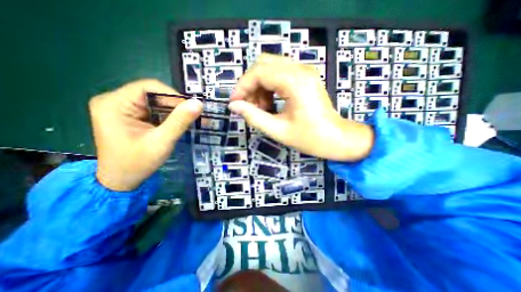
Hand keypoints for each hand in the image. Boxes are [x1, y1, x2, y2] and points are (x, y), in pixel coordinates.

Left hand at [88, 80, 201, 191]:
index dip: (173, 95)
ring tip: (184, 123)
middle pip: (152, 94)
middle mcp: (114, 101)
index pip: (148, 87)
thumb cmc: (137, 163)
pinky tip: (174, 125)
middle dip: (174, 105)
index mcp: (114, 104)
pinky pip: (152, 110)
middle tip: (191, 117)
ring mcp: (121, 109)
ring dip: (172, 111)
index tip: (190, 109)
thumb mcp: (162, 142)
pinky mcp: (128, 116)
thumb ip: (180, 121)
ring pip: (154, 102)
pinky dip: (166, 116)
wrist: (121, 181)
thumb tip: (198, 104)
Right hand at [230, 54, 371, 159]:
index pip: (259, 72)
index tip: (235, 103)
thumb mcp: (278, 130)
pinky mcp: (304, 77)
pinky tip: (269, 103)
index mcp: (295, 82)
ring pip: (270, 67)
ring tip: (259, 108)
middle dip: (250, 84)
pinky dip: (269, 86)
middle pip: (263, 64)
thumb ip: (254, 117)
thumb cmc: (310, 138)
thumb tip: (234, 106)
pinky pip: (279, 74)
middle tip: (247, 105)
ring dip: (259, 86)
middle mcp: (300, 70)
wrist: (336, 138)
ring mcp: (304, 71)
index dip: (242, 87)